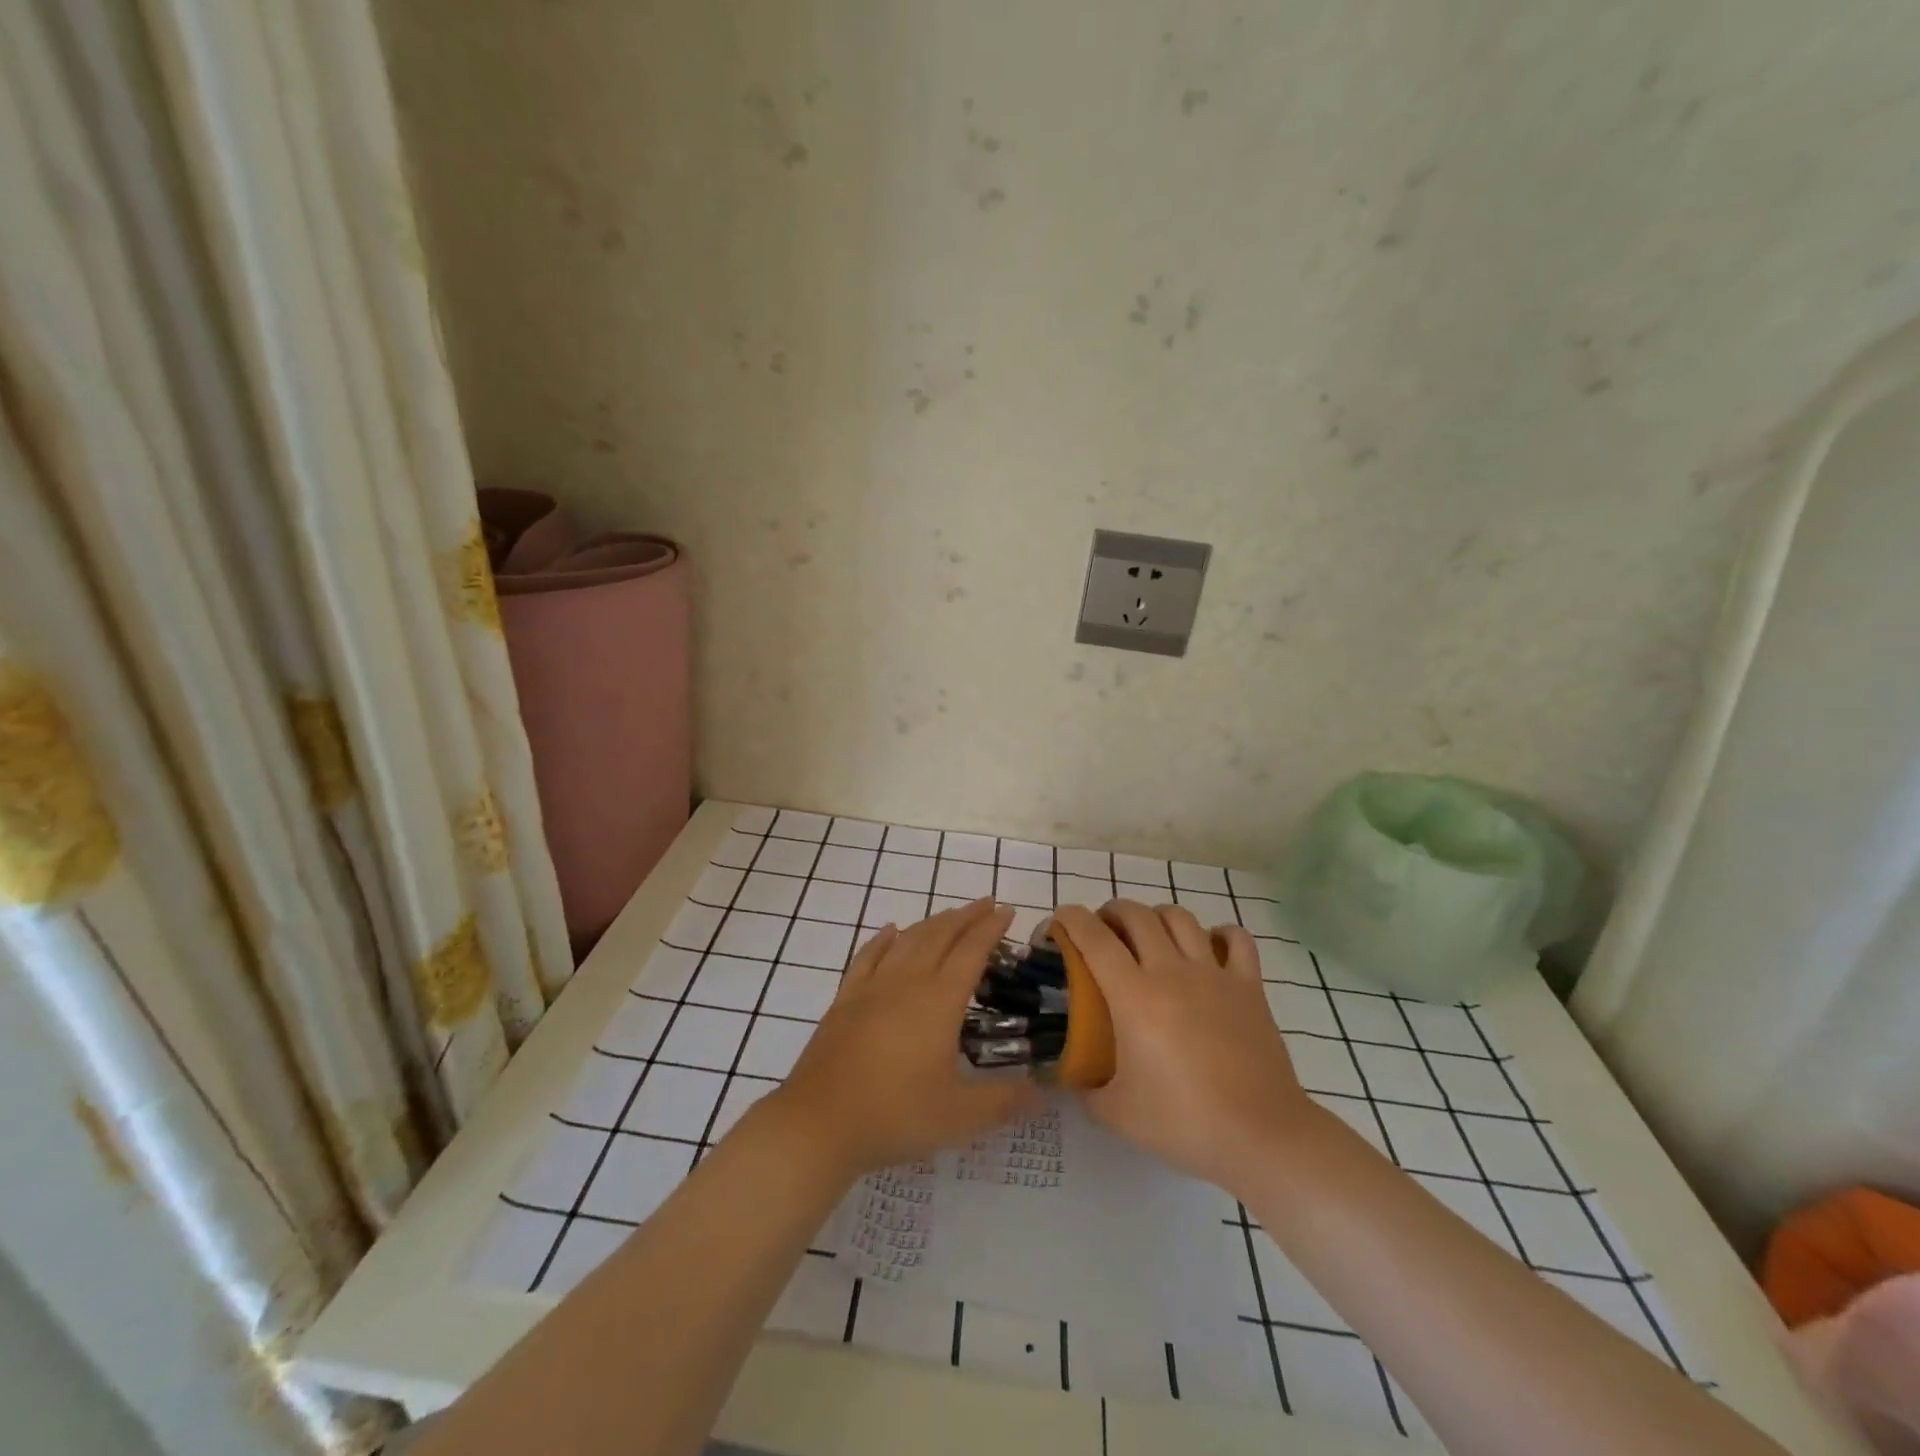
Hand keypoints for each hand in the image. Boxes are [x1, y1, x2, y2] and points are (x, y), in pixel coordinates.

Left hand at [761, 899, 1040, 1177]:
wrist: (819, 1123)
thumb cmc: (895, 1115)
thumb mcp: (959, 1117)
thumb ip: (1004, 1101)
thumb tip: (1044, 1093)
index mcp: (939, 1001)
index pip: (971, 952)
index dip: (991, 929)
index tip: (1006, 910)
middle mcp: (907, 982)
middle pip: (940, 936)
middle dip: (966, 916)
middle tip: (986, 903)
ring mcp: (872, 988)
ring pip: (907, 940)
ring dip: (932, 922)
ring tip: (950, 915)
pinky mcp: (845, 1000)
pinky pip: (868, 956)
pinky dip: (883, 939)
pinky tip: (891, 931)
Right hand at [1051, 901, 1311, 1193]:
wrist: (1261, 1136)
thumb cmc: (1184, 1122)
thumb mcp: (1116, 1114)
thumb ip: (1085, 1089)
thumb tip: (1068, 1078)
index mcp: (1134, 996)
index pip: (1094, 938)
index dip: (1070, 919)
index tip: (1058, 922)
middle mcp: (1171, 971)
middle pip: (1136, 915)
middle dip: (1111, 912)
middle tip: (1102, 932)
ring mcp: (1214, 974)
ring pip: (1180, 917)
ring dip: (1156, 917)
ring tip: (1150, 936)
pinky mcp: (1249, 986)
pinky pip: (1236, 939)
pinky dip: (1219, 934)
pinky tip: (1209, 947)